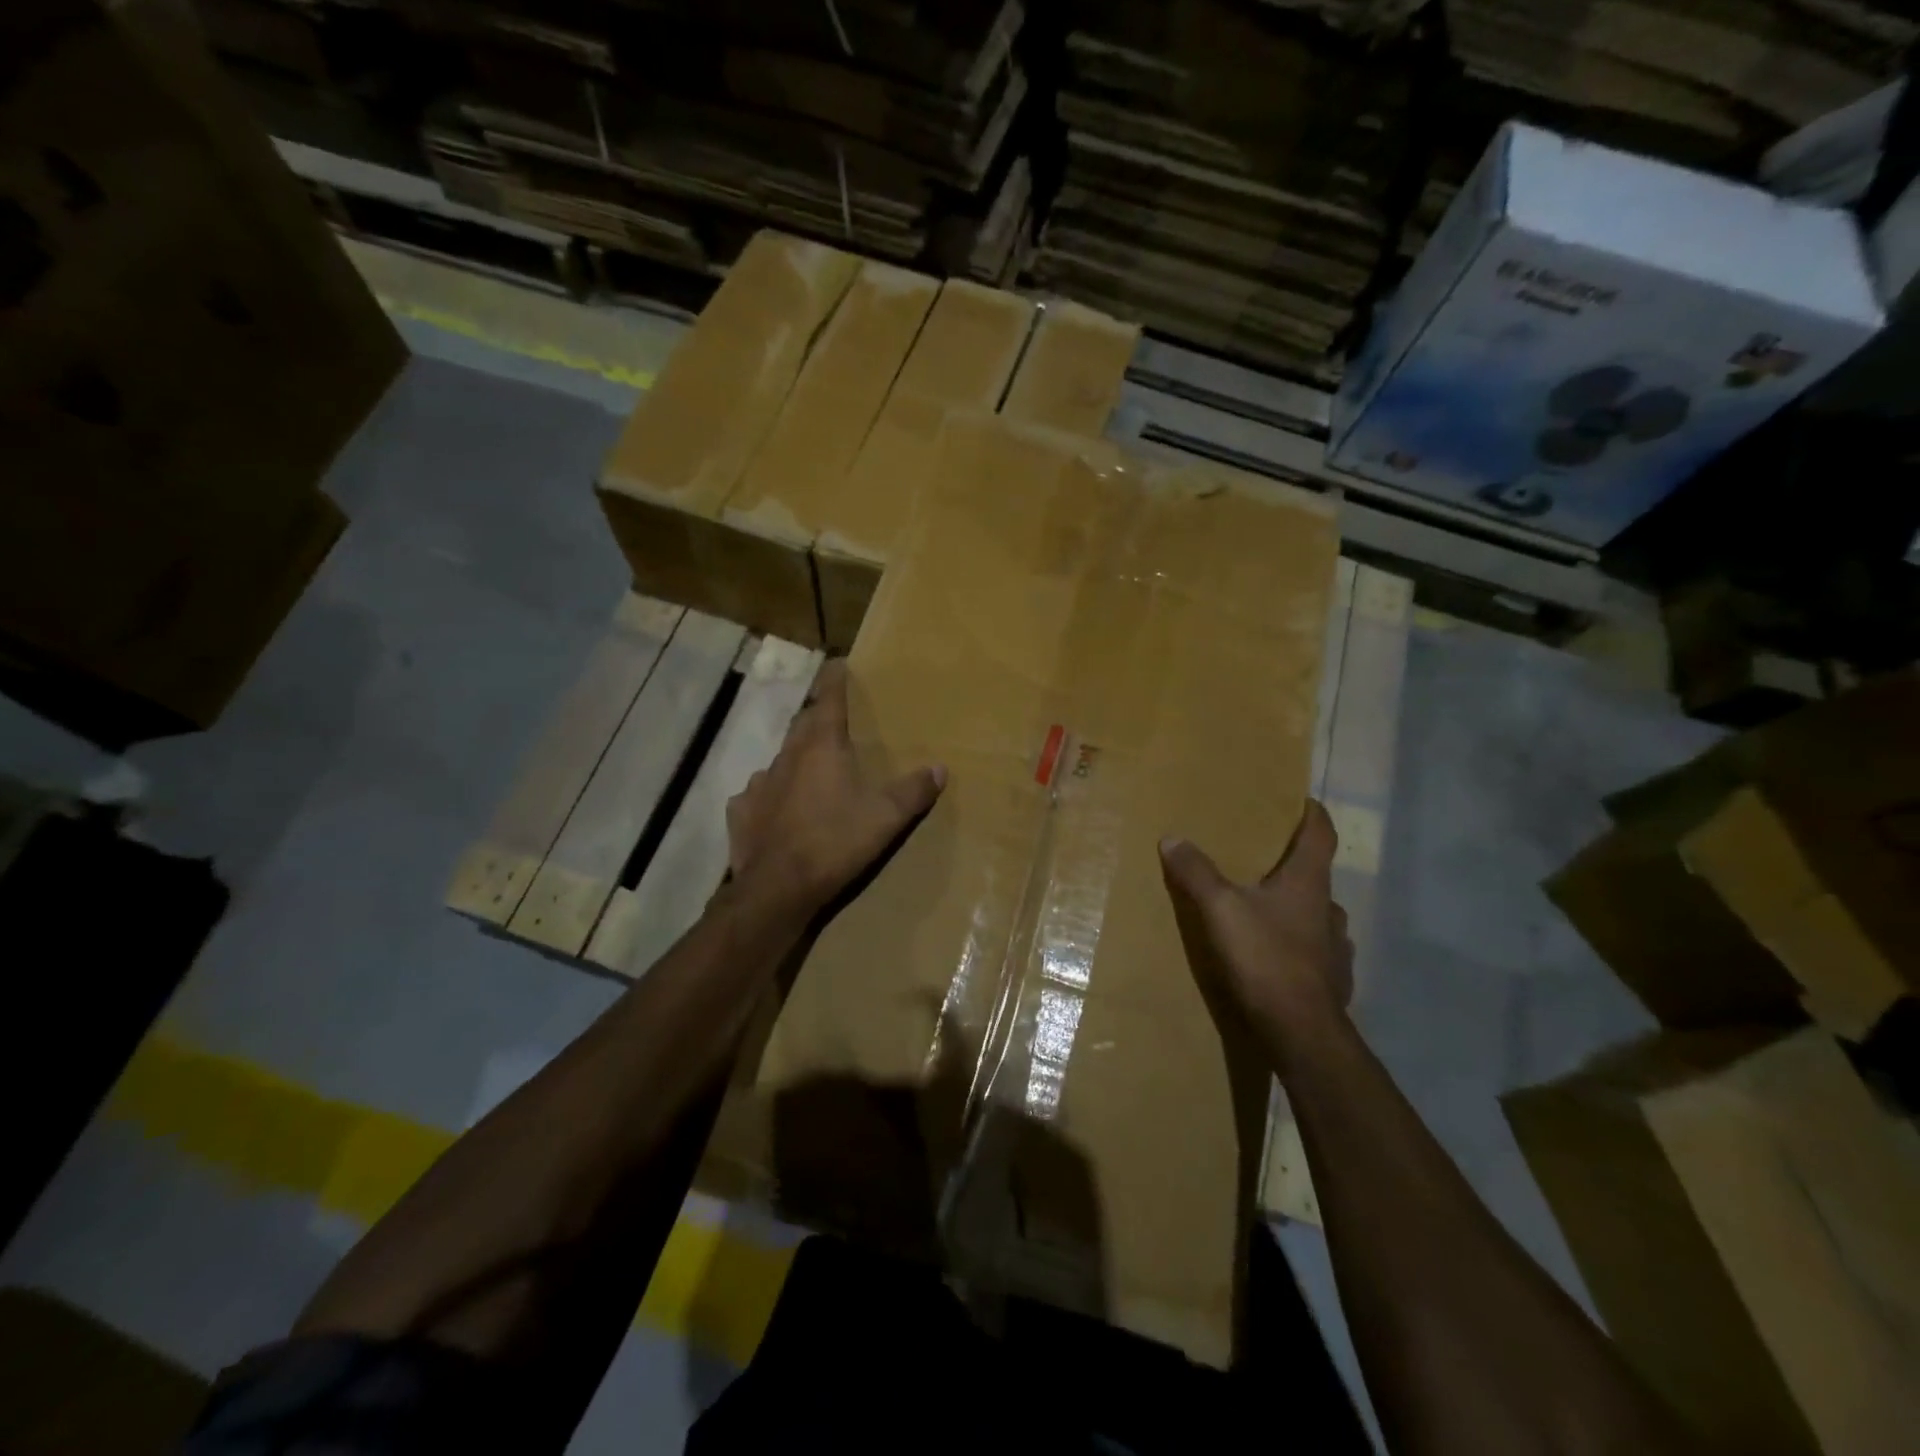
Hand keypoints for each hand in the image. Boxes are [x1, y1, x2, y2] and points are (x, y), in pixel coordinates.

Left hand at [725, 659, 945, 917]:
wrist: (778, 887)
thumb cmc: (836, 841)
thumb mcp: (886, 817)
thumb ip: (914, 791)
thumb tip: (940, 769)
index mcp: (822, 747)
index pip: (829, 699)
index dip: (835, 679)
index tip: (838, 663)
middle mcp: (787, 756)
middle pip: (803, 725)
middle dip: (818, 718)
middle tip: (832, 720)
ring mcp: (759, 783)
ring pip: (780, 760)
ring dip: (796, 759)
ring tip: (809, 771)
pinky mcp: (741, 811)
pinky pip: (758, 794)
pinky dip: (771, 795)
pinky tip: (778, 809)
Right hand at [1159, 800, 1352, 1049]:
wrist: (1301, 1031)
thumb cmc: (1265, 958)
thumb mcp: (1220, 909)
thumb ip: (1197, 873)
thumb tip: (1172, 837)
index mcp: (1308, 882)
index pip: (1320, 834)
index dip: (1312, 813)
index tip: (1303, 799)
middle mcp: (1328, 907)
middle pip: (1316, 873)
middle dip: (1294, 863)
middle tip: (1265, 859)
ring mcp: (1335, 945)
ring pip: (1317, 913)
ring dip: (1297, 905)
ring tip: (1267, 907)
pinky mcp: (1333, 978)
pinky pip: (1316, 948)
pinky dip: (1299, 941)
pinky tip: (1279, 952)